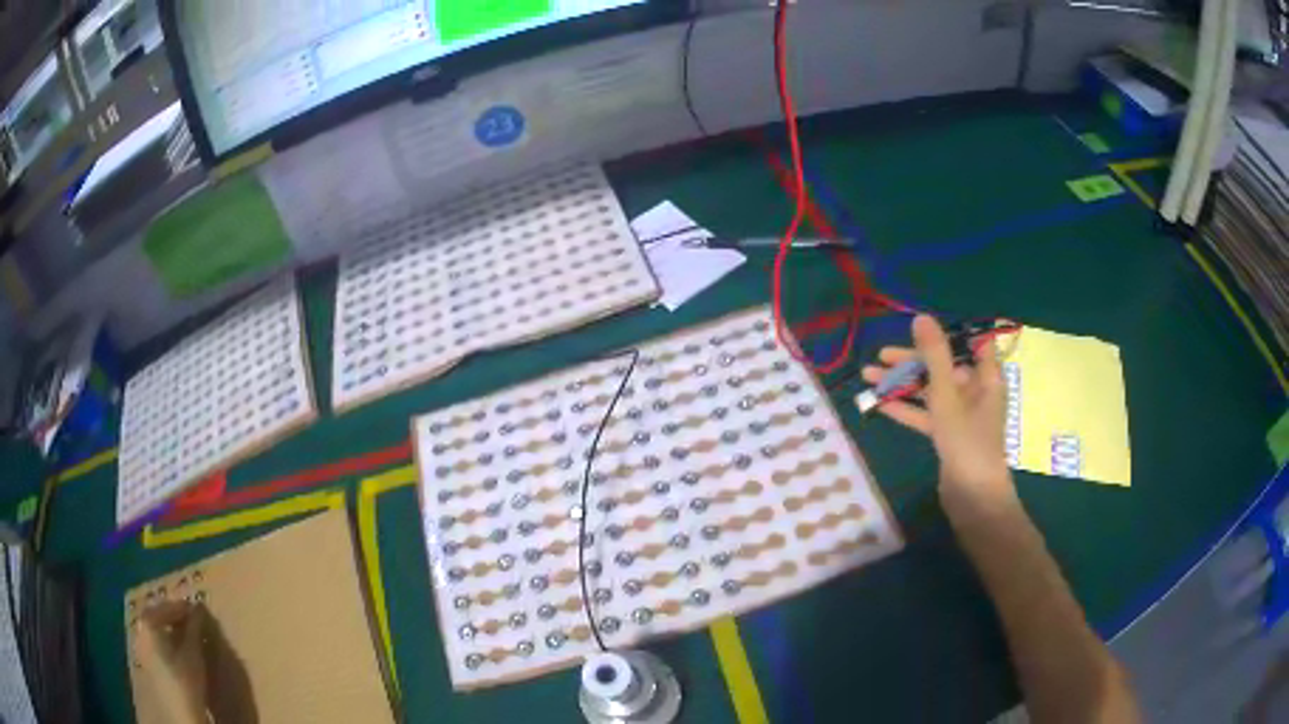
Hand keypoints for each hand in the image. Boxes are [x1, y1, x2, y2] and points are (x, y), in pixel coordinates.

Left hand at [135, 602, 209, 723]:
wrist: (181, 712)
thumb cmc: (186, 679)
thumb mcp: (194, 652)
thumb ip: (194, 627)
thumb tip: (198, 606)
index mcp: (148, 623)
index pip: (164, 607)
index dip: (181, 606)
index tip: (196, 609)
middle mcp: (140, 630)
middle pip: (155, 615)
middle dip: (172, 615)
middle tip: (190, 618)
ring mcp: (141, 647)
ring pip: (154, 629)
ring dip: (168, 627)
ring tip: (184, 634)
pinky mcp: (146, 662)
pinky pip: (153, 641)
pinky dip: (164, 639)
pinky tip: (175, 649)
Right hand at [862, 315, 1017, 516]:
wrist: (973, 498)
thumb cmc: (967, 441)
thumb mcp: (947, 396)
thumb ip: (935, 356)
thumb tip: (921, 318)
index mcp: (985, 377)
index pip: (971, 343)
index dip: (947, 333)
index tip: (919, 328)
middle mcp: (975, 391)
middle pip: (943, 366)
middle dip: (912, 360)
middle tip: (881, 356)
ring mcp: (961, 415)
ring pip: (931, 391)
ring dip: (904, 384)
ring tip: (869, 377)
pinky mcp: (948, 435)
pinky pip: (926, 414)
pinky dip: (907, 408)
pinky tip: (880, 403)